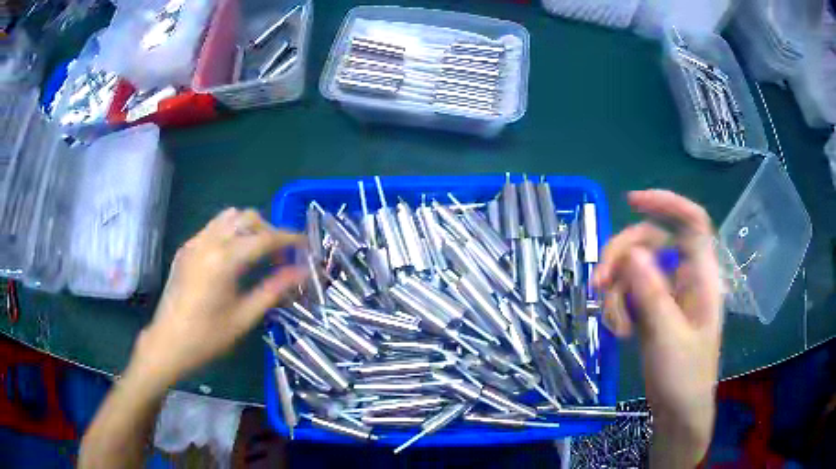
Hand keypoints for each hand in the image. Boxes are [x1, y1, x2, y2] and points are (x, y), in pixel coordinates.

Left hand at [133, 208, 308, 387]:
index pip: (265, 238)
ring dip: (248, 228)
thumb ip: (274, 290)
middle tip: (280, 256)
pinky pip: (213, 228)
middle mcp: (208, 242)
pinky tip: (233, 258)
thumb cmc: (207, 337)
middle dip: (269, 230)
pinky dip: (230, 233)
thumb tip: (302, 273)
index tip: (306, 246)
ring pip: (228, 217)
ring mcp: (194, 243)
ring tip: (258, 253)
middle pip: (246, 217)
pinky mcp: (185, 249)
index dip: (289, 239)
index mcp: (224, 260)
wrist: (167, 344)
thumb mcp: (244, 317)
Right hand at [594, 190, 721, 452]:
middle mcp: (684, 277)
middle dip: (622, 257)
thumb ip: (653, 294)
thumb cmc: (685, 377)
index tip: (632, 202)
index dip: (666, 203)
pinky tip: (618, 332)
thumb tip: (633, 253)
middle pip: (651, 241)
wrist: (677, 412)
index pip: (692, 222)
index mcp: (701, 276)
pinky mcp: (650, 309)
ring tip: (616, 326)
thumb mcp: (668, 336)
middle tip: (599, 282)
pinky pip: (627, 293)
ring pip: (634, 268)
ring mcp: (665, 293)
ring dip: (616, 291)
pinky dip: (617, 307)